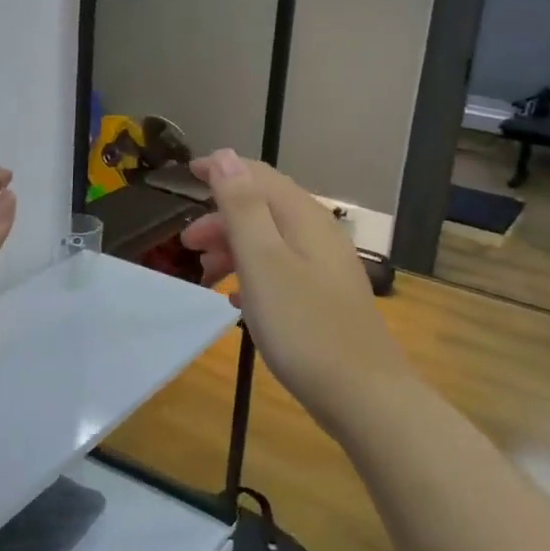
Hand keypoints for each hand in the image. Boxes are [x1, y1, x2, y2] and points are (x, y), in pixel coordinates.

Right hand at [181, 150, 414, 435]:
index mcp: (304, 218)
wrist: (362, 394)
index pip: (259, 176)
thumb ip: (242, 207)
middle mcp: (319, 234)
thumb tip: (227, 156)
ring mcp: (326, 267)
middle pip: (264, 208)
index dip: (223, 170)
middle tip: (187, 244)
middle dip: (222, 217)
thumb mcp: (263, 261)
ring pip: (271, 241)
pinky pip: (281, 270)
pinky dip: (253, 274)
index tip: (188, 173)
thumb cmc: (303, 325)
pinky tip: (236, 300)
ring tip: (205, 275)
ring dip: (234, 248)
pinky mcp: (326, 297)